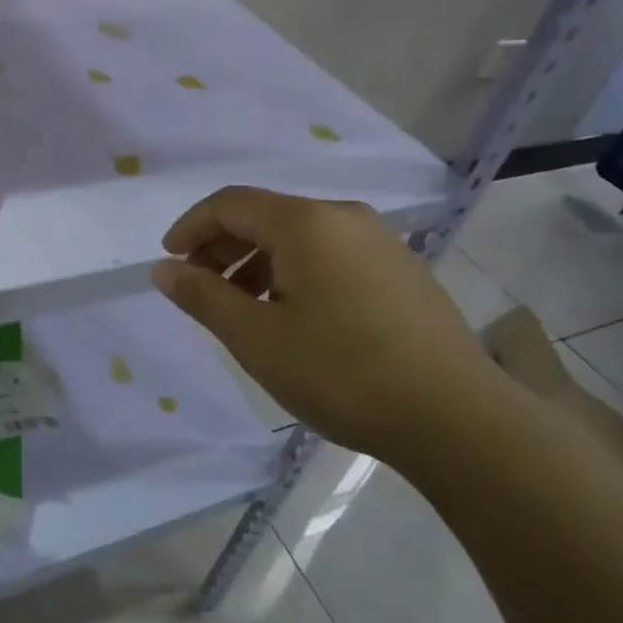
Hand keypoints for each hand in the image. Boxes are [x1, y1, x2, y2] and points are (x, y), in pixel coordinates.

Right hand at [153, 187, 505, 465]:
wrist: (459, 419)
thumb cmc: (342, 372)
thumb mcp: (256, 338)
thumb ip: (203, 297)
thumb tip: (164, 269)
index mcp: (306, 222)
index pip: (230, 204)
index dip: (191, 227)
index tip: (169, 260)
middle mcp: (345, 217)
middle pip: (266, 216)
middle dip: (224, 248)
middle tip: (200, 289)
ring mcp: (381, 243)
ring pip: (301, 238)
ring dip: (259, 264)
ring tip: (245, 310)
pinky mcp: (405, 271)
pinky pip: (333, 256)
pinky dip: (297, 274)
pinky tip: (297, 318)